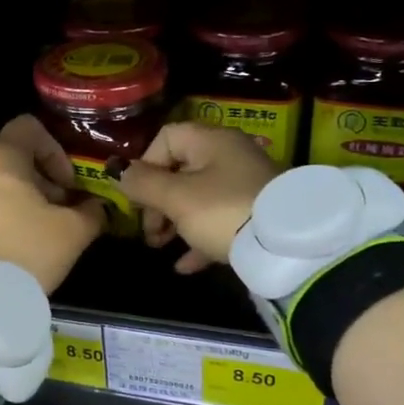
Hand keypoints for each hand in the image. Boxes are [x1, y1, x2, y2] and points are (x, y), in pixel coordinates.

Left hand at [0, 116, 105, 292]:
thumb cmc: (23, 252)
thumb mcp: (72, 235)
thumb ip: (91, 213)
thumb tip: (97, 207)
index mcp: (1, 158)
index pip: (29, 127)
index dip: (55, 150)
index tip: (66, 185)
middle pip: (10, 159)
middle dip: (39, 182)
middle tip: (56, 215)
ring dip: (16, 202)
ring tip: (32, 236)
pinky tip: (6, 250)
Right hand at [117, 124, 280, 272]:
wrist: (287, 246)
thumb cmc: (223, 212)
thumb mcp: (176, 198)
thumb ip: (143, 184)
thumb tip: (116, 170)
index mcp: (211, 141)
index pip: (166, 138)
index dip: (145, 165)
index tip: (138, 196)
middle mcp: (230, 156)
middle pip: (181, 171)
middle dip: (157, 201)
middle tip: (149, 230)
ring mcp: (246, 186)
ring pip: (199, 198)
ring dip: (174, 222)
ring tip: (161, 246)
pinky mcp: (257, 215)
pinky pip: (219, 222)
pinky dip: (199, 239)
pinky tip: (185, 266)